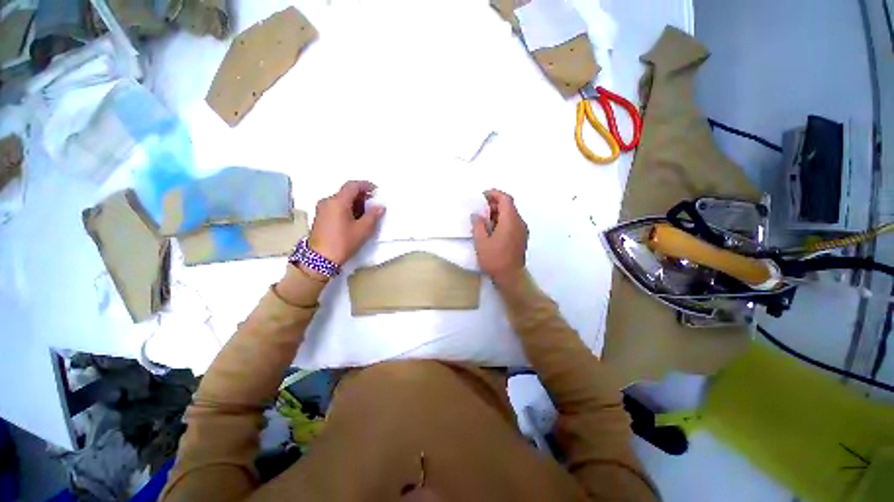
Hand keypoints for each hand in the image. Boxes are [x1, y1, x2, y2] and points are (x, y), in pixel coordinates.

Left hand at [309, 180, 384, 264]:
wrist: (320, 259)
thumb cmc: (343, 242)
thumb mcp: (362, 230)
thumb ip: (373, 216)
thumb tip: (380, 207)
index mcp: (338, 201)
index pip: (352, 185)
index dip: (366, 185)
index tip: (376, 190)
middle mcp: (327, 201)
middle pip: (346, 192)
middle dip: (361, 195)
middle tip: (373, 204)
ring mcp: (322, 209)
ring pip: (341, 199)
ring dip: (354, 203)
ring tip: (366, 214)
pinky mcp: (320, 217)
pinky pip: (335, 206)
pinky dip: (347, 208)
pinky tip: (354, 219)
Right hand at [471, 189, 527, 283]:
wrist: (510, 277)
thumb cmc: (494, 259)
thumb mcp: (481, 241)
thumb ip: (478, 225)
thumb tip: (477, 215)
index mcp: (510, 220)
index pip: (505, 199)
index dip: (494, 194)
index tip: (482, 196)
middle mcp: (519, 222)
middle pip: (509, 206)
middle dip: (495, 204)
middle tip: (481, 210)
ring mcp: (522, 231)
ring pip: (511, 215)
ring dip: (499, 213)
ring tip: (485, 220)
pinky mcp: (522, 238)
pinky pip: (513, 223)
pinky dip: (503, 221)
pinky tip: (493, 230)